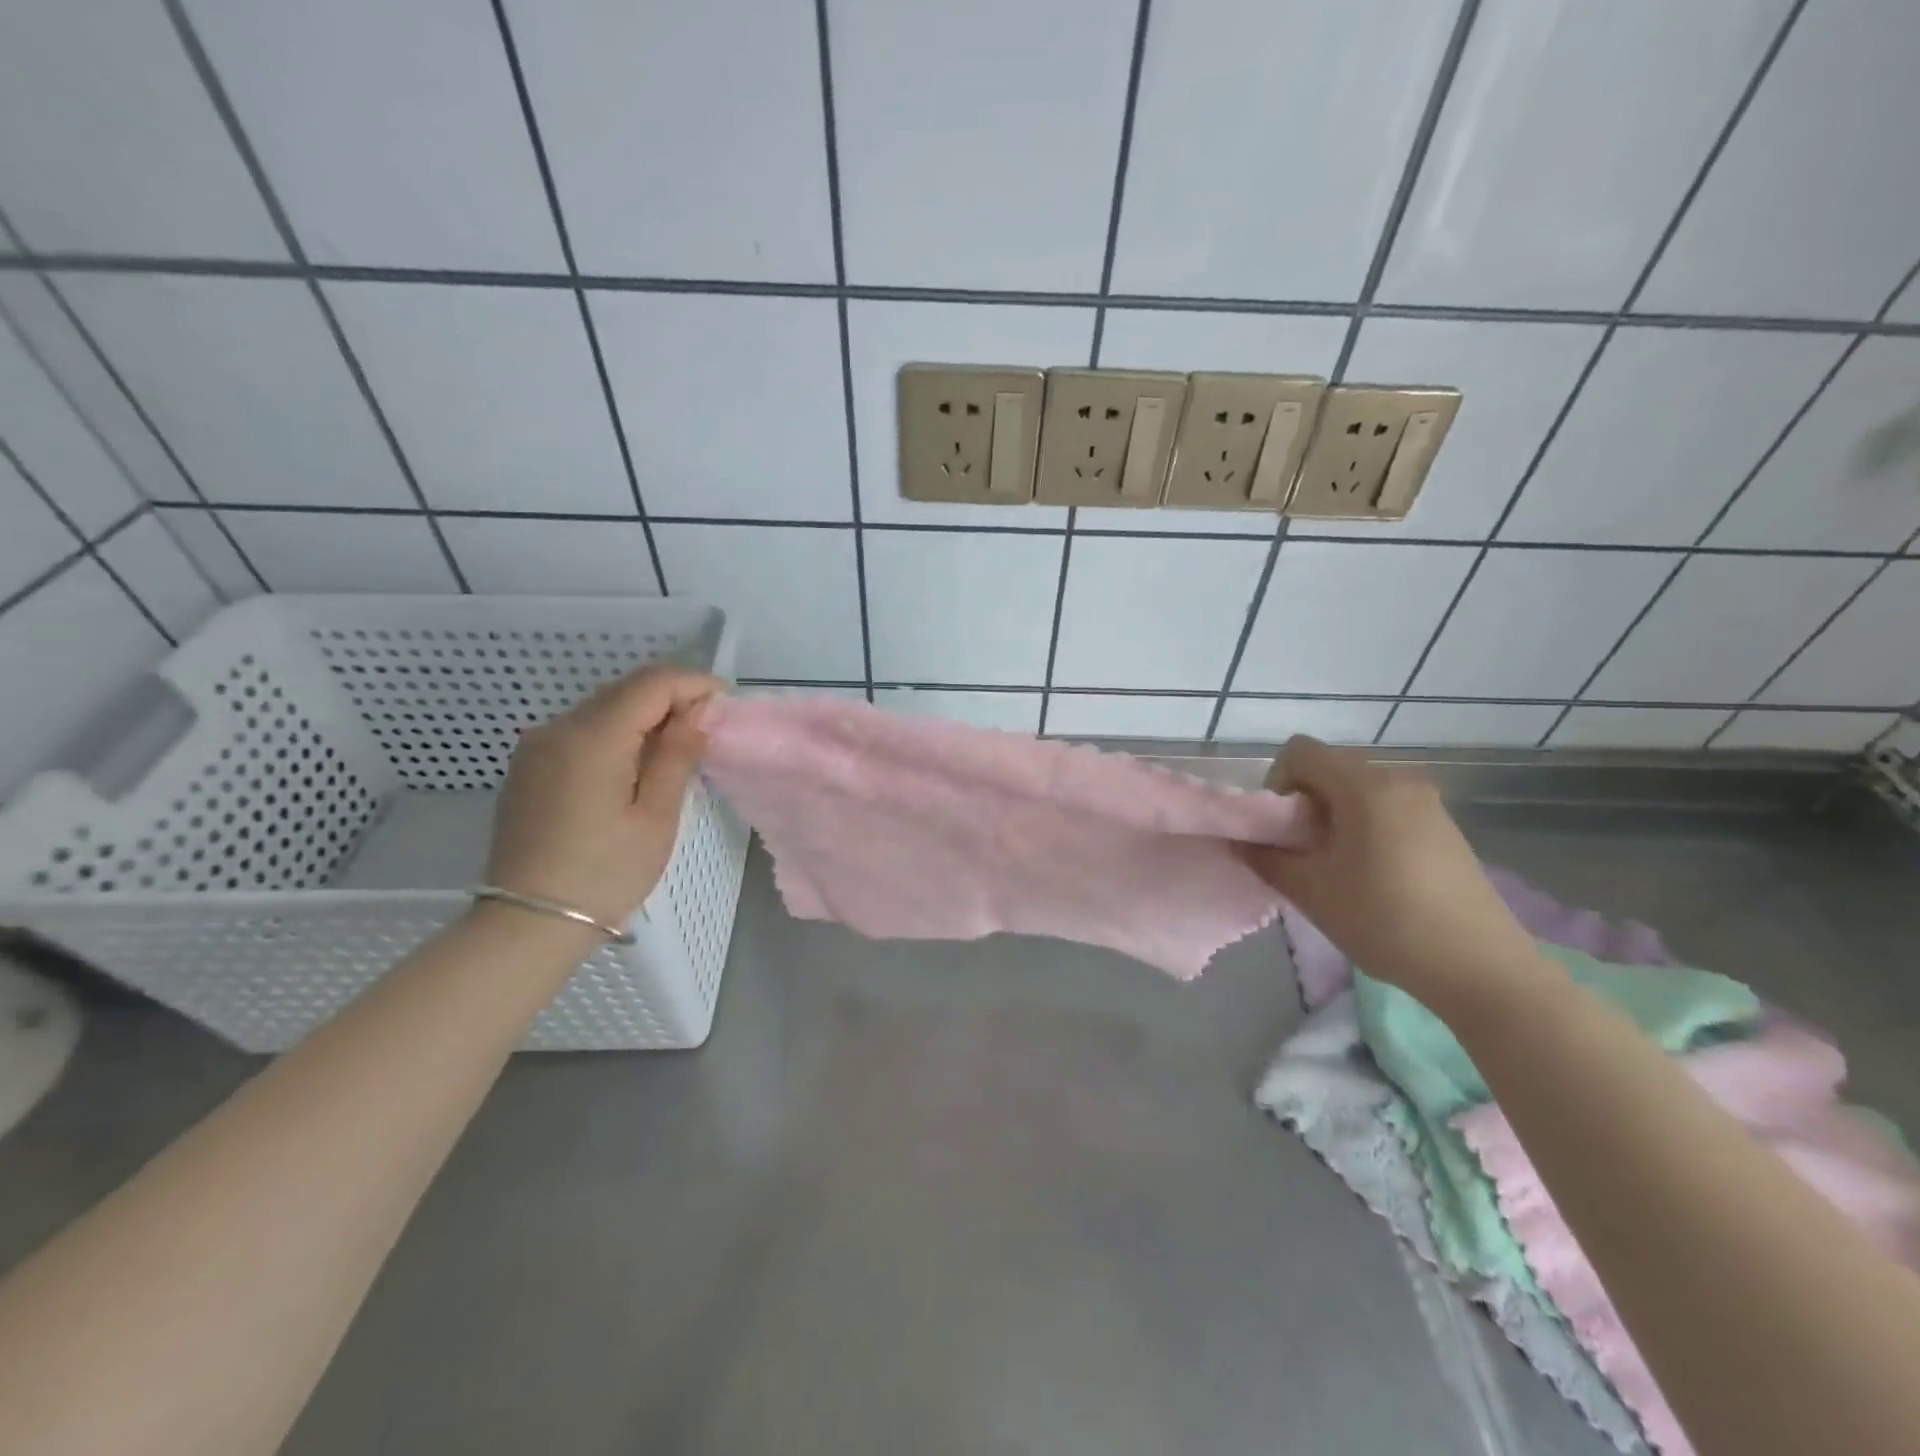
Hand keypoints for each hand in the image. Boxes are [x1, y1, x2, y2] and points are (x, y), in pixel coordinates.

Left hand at [483, 666, 723, 928]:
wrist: (528, 923)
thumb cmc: (605, 874)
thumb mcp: (655, 817)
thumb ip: (677, 755)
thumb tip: (699, 713)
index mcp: (593, 738)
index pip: (651, 684)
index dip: (693, 684)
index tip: (726, 700)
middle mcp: (558, 727)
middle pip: (625, 689)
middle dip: (671, 696)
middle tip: (708, 725)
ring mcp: (537, 745)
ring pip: (603, 707)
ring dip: (645, 713)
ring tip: (678, 745)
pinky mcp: (529, 765)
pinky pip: (582, 729)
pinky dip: (617, 731)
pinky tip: (636, 762)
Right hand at [1237, 736, 1537, 999]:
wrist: (1481, 967)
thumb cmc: (1385, 921)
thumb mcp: (1311, 892)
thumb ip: (1265, 858)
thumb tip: (1239, 840)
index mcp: (1364, 785)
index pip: (1299, 751)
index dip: (1276, 782)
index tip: (1282, 829)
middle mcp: (1398, 778)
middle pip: (1329, 765)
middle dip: (1303, 800)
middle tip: (1303, 850)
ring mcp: (1426, 801)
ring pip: (1357, 787)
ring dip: (1333, 814)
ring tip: (1336, 865)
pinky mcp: (1443, 825)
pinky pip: (1386, 805)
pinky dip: (1363, 824)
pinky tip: (1372, 872)